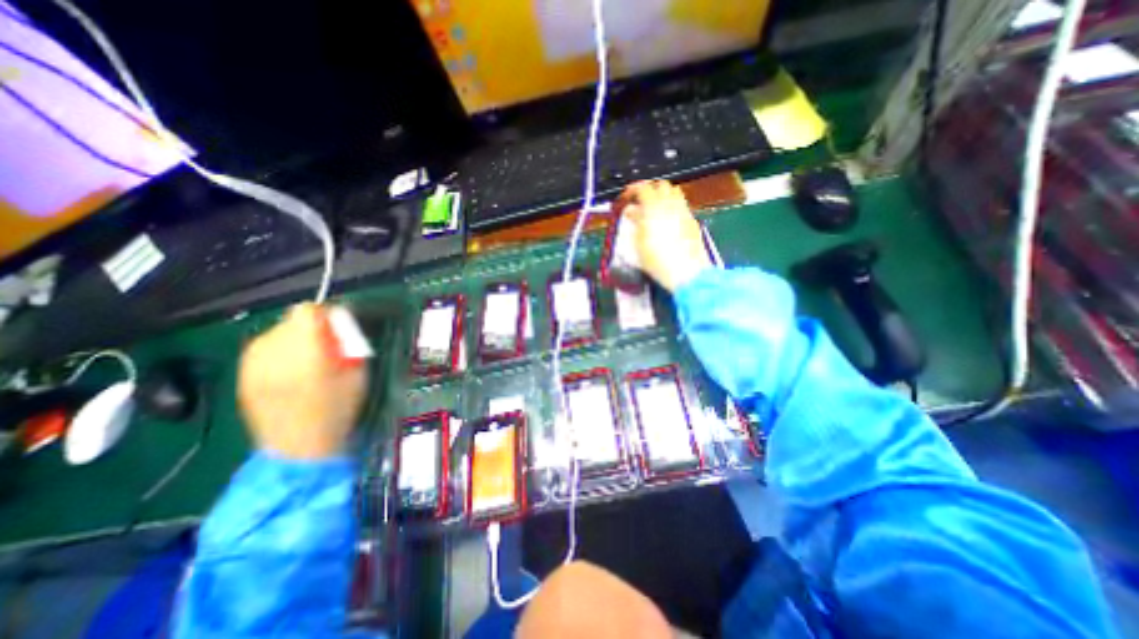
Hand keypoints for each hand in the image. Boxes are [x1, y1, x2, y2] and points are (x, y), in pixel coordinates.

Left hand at [237, 303, 367, 458]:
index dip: (324, 316)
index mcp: (305, 350)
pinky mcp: (241, 375)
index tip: (336, 330)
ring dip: (293, 341)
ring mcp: (252, 364)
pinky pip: (262, 350)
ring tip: (306, 363)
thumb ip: (348, 344)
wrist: (299, 449)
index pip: (306, 311)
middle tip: (326, 350)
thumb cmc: (338, 409)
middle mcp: (273, 351)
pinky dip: (278, 354)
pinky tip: (289, 373)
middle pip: (290, 321)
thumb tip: (339, 323)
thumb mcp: (357, 373)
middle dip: (310, 330)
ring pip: (275, 334)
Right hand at [616, 180, 709, 291]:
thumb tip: (632, 211)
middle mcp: (671, 204)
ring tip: (653, 210)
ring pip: (674, 193)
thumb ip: (636, 222)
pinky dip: (672, 207)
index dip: (632, 190)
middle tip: (639, 202)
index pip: (643, 188)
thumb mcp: (639, 242)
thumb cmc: (657, 259)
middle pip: (661, 185)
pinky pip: (682, 206)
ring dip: (663, 196)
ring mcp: (684, 211)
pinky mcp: (692, 221)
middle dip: (649, 189)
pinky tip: (667, 221)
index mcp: (654, 207)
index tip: (626, 198)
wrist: (687, 272)